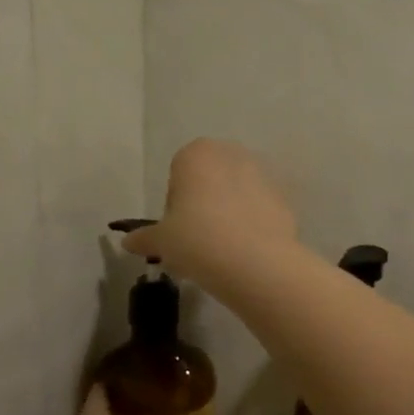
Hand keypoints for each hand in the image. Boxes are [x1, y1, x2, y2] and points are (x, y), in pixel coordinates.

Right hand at [123, 139, 298, 287]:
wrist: (254, 261)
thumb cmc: (196, 239)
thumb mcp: (161, 241)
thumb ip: (145, 238)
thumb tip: (128, 242)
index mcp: (197, 153)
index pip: (178, 174)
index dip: (175, 203)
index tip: (177, 230)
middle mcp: (232, 153)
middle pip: (210, 179)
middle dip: (204, 204)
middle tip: (198, 239)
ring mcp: (264, 173)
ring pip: (237, 192)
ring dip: (229, 212)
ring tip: (223, 248)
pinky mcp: (284, 197)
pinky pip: (260, 209)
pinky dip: (253, 224)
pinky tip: (246, 250)